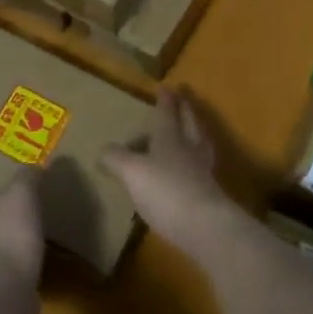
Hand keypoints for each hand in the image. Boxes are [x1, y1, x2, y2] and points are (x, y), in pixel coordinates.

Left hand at [0, 169, 44, 285]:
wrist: (4, 293)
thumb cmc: (6, 233)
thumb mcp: (21, 193)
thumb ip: (26, 178)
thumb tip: (35, 164)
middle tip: (11, 219)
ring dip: (4, 254)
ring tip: (27, 245)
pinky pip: (7, 284)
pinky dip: (18, 278)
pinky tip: (35, 273)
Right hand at [100, 88, 236, 255]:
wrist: (204, 227)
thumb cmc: (165, 190)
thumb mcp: (131, 172)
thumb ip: (116, 158)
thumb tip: (104, 149)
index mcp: (170, 136)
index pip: (167, 112)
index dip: (166, 99)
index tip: (167, 86)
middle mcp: (188, 148)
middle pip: (188, 122)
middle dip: (185, 109)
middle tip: (183, 99)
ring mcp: (202, 171)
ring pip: (198, 143)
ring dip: (194, 133)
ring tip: (188, 131)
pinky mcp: (209, 194)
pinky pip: (200, 168)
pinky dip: (193, 163)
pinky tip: (186, 171)